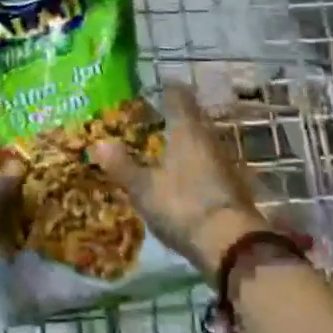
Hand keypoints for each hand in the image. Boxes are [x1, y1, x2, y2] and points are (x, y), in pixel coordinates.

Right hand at [91, 85, 267, 280]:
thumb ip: (122, 165)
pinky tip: (184, 175)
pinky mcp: (234, 184)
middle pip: (193, 116)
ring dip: (186, 140)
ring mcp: (225, 161)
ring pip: (202, 139)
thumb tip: (99, 142)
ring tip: (165, 146)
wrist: (232, 244)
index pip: (178, 96)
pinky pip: (210, 161)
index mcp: (186, 130)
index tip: (154, 88)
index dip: (167, 90)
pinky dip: (196, 162)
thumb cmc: (183, 205)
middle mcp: (208, 137)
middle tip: (154, 117)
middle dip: (175, 115)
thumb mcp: (144, 189)